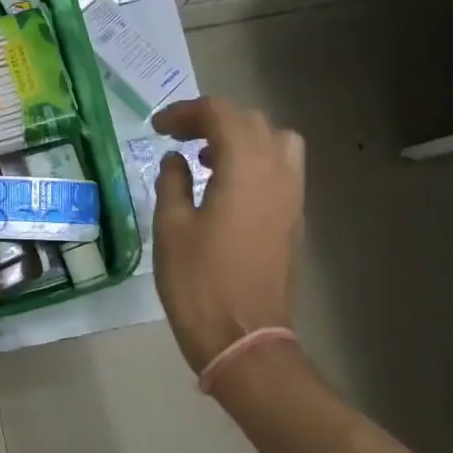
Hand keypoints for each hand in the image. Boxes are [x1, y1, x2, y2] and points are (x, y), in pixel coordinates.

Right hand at [150, 97, 304, 373]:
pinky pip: (282, 168)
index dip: (185, 113)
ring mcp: (292, 196)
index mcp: (246, 167)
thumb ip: (173, 182)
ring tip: (208, 157)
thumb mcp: (171, 227)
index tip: (158, 128)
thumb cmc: (199, 282)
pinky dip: (255, 160)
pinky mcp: (294, 219)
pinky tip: (226, 186)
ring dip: (241, 137)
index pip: (220, 114)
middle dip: (212, 120)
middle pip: (250, 121)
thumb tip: (176, 160)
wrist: (244, 339)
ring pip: (275, 141)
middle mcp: (278, 172)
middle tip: (177, 136)